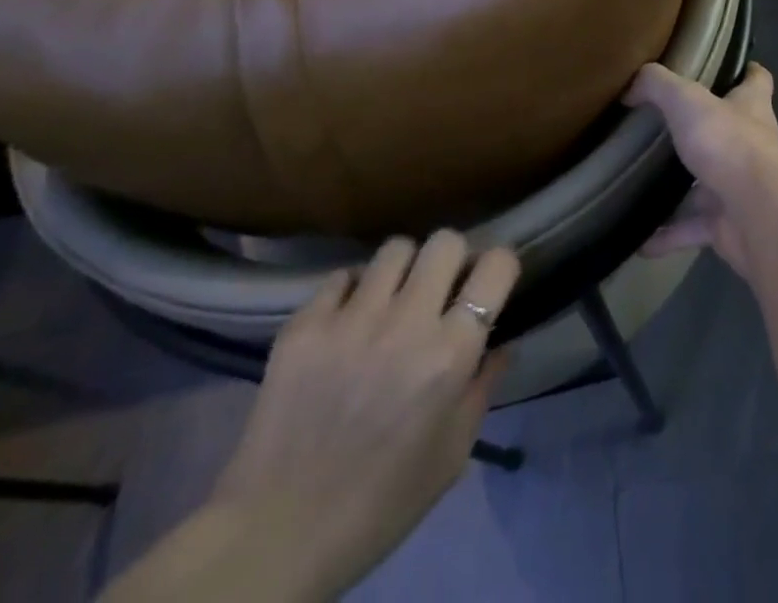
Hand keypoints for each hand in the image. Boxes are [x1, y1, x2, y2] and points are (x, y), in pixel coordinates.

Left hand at [212, 232, 518, 589]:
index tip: (490, 284)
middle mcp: (407, 322)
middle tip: (441, 289)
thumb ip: (482, 389)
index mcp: (450, 354)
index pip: (496, 266)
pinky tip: (348, 320)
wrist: (276, 536)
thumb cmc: (381, 504)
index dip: (499, 268)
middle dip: (452, 258)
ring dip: (403, 270)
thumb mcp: (451, 455)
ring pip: (395, 249)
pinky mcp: (306, 324)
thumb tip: (501, 343)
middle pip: (446, 241)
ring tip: (392, 300)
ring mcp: (352, 318)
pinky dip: (352, 291)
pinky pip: (342, 276)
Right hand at [627, 61, 777, 279]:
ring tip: (640, 185)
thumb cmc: (730, 145)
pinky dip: (668, 235)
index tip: (726, 67)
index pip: (757, 80)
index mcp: (751, 107)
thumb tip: (631, 86)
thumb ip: (657, 86)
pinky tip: (639, 242)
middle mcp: (751, 145)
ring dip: (679, 191)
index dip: (746, 71)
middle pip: (727, 132)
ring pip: (706, 186)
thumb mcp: (687, 101)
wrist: (761, 218)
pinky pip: (692, 229)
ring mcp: (741, 188)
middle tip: (660, 127)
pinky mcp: (729, 225)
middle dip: (700, 131)